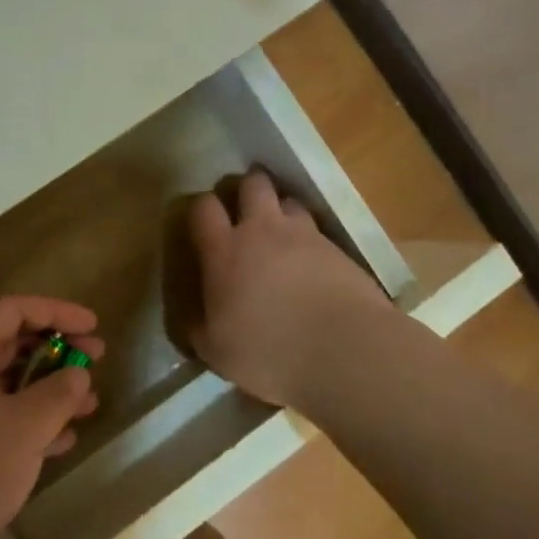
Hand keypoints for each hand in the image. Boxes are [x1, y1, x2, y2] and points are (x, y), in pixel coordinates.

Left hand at [0, 296, 103, 538]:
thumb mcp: (23, 429)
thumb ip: (58, 394)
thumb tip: (77, 375)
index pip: (12, 310)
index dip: (57, 312)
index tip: (94, 326)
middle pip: (9, 344)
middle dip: (56, 351)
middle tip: (96, 360)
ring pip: (6, 384)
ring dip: (48, 389)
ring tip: (88, 403)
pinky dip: (29, 421)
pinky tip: (63, 439)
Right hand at [188, 170, 391, 409]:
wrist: (344, 351)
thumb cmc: (269, 353)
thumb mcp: (216, 351)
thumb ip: (200, 326)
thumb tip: (195, 317)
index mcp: (225, 252)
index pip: (204, 208)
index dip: (201, 209)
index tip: (203, 223)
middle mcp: (263, 231)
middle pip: (253, 184)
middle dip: (247, 189)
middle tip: (245, 211)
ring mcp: (305, 236)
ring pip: (290, 201)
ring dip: (282, 210)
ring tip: (282, 233)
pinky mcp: (339, 249)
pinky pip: (318, 230)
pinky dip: (311, 239)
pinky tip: (312, 263)